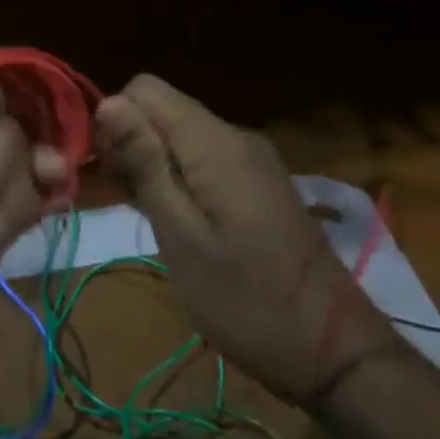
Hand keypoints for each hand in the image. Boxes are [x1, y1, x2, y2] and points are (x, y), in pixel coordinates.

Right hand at [96, 75, 403, 407]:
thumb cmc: (245, 299)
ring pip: (180, 133)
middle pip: (162, 109)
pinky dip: (178, 177)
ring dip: (151, 163)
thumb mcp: (182, 236)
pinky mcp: (258, 181)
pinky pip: (203, 157)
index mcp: (215, 143)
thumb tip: (108, 101)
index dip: (115, 120)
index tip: (107, 172)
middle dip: (130, 143)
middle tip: (123, 200)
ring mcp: (251, 158)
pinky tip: (173, 219)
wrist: (332, 349)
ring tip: (143, 215)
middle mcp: (235, 136)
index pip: (144, 89)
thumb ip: (146, 164)